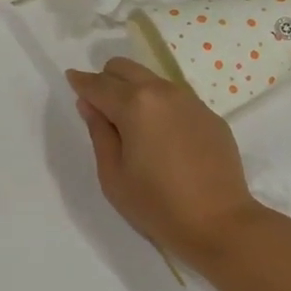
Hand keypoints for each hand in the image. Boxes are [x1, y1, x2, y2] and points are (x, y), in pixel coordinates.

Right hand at [67, 59, 260, 268]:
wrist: (219, 223)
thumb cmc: (156, 204)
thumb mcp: (113, 174)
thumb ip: (99, 132)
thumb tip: (90, 105)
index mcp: (134, 105)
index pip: (98, 84)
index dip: (80, 82)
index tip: (71, 78)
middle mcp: (163, 93)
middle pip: (126, 68)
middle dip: (107, 79)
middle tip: (100, 106)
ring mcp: (191, 101)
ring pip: (152, 80)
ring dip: (135, 90)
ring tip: (132, 124)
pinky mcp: (210, 116)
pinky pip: (175, 98)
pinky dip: (160, 106)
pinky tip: (162, 138)